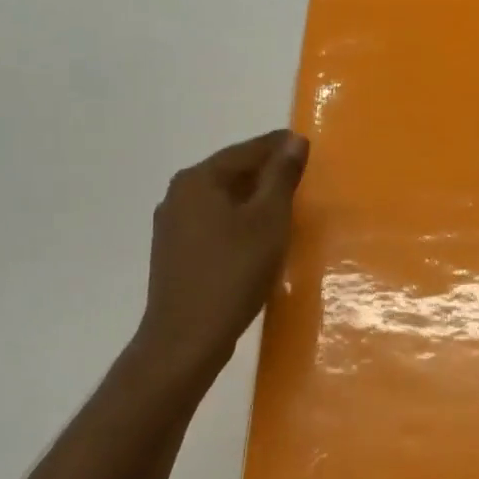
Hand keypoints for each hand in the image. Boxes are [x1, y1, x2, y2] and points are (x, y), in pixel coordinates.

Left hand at [129, 130, 308, 380]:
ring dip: (253, 198)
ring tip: (286, 206)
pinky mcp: (175, 252)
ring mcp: (172, 224)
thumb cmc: (233, 272)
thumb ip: (282, 176)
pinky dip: (238, 221)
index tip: (306, 146)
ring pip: (222, 199)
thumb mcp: (268, 220)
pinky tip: (257, 236)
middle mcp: (179, 194)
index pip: (247, 150)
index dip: (279, 146)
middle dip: (266, 172)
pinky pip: (213, 222)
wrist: (186, 338)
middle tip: (302, 177)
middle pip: (231, 172)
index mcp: (199, 179)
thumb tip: (293, 140)